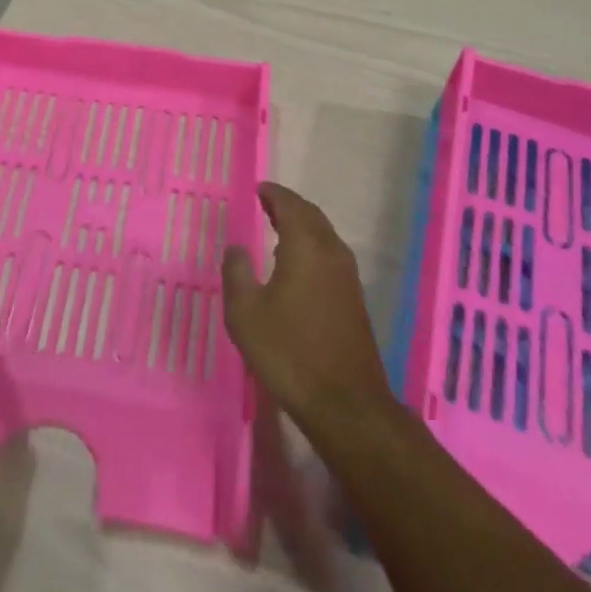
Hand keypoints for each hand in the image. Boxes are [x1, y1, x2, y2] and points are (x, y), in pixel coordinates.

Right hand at [222, 184, 393, 433]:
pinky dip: (312, 245)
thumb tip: (237, 248)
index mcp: (306, 246)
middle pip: (311, 216)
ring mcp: (348, 276)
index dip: (273, 193)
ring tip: (278, 227)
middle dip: (288, 206)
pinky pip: (330, 255)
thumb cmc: (289, 352)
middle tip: (266, 202)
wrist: (345, 403)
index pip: (290, 205)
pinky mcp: (354, 299)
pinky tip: (297, 264)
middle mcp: (331, 252)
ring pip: (323, 235)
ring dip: (302, 225)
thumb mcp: (245, 313)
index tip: (258, 188)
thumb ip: (237, 273)